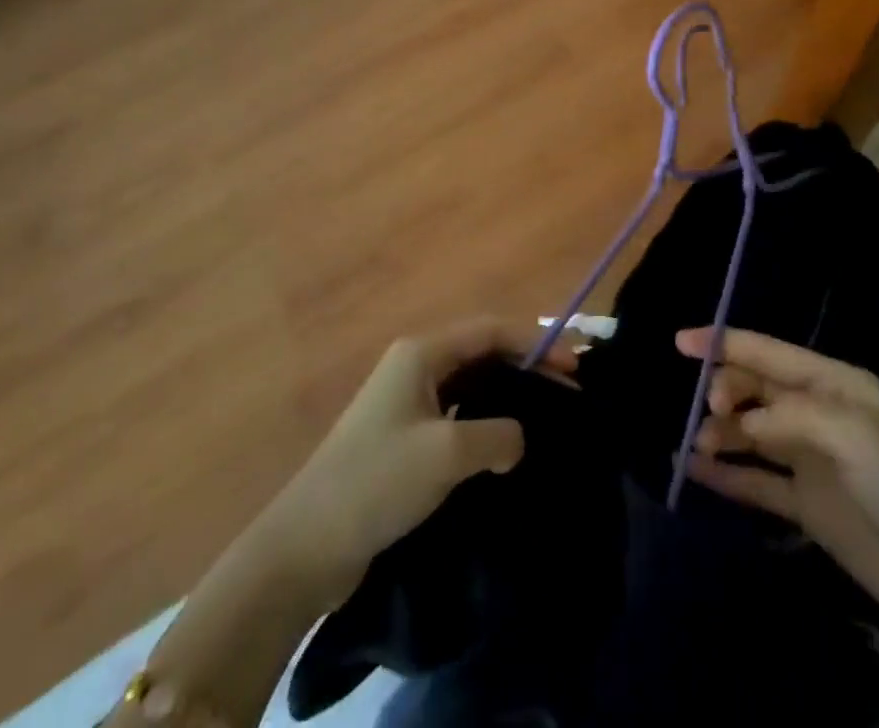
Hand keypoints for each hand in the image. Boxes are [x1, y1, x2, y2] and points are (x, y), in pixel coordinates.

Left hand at [267, 318, 577, 602]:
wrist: (304, 548)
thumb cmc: (377, 483)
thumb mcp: (446, 453)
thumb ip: (497, 434)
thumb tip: (517, 439)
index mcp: (421, 353)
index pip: (491, 331)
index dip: (537, 343)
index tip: (574, 367)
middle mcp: (414, 366)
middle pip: (483, 353)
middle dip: (526, 366)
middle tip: (568, 392)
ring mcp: (406, 403)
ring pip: (470, 385)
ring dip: (507, 396)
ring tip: (545, 416)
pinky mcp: (402, 439)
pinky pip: (456, 415)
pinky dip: (485, 422)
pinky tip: (503, 446)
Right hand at [675, 327, 878, 663]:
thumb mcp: (856, 435)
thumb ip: (791, 417)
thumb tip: (740, 423)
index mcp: (837, 384)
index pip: (771, 353)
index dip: (726, 343)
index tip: (680, 343)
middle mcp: (822, 415)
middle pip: (758, 390)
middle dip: (726, 391)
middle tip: (709, 415)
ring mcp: (815, 462)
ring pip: (753, 433)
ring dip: (722, 433)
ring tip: (696, 448)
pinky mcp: (811, 508)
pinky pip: (759, 482)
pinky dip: (728, 475)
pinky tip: (695, 473)